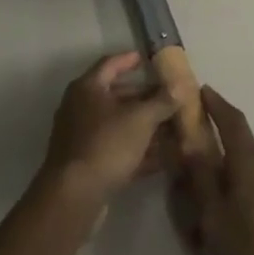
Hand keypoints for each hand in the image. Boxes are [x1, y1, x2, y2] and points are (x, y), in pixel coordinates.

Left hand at [41, 53, 179, 211]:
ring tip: (173, 127)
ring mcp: (83, 136)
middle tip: (170, 98)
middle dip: (145, 98)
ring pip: (119, 125)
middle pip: (117, 95)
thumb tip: (179, 86)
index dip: (130, 60)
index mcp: (88, 88)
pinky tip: (164, 158)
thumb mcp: (140, 119)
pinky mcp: (88, 163)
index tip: (149, 59)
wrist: (74, 195)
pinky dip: (138, 150)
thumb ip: (161, 101)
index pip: (111, 63)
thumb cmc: (106, 144)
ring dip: (145, 126)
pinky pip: (118, 149)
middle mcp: (81, 107)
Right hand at [171, 87, 253, 254]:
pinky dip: (247, 211)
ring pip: (252, 183)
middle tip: (197, 187)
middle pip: (241, 156)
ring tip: (214, 229)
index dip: (217, 105)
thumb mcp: (215, 218)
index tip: (203, 90)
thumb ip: (202, 179)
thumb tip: (191, 144)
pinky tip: (238, 243)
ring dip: (233, 195)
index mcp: (252, 165)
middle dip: (219, 166)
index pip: (233, 122)